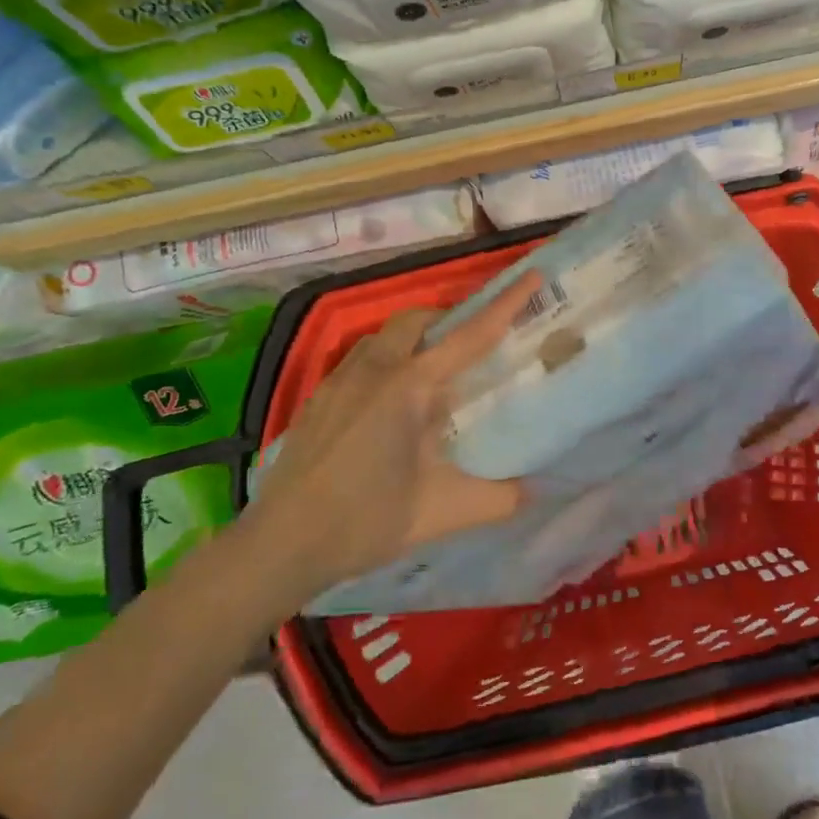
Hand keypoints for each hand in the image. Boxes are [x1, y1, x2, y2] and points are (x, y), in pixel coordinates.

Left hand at [236, 273, 541, 611]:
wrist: (281, 544)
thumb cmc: (365, 521)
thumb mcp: (441, 512)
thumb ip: (498, 498)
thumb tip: (537, 490)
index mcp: (410, 387)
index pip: (470, 335)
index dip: (505, 303)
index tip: (531, 275)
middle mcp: (375, 370)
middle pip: (418, 320)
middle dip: (449, 319)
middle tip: (471, 347)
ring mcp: (339, 380)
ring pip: (384, 337)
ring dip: (414, 340)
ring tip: (430, 379)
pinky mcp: (318, 397)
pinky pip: (360, 359)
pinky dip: (386, 362)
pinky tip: (387, 406)